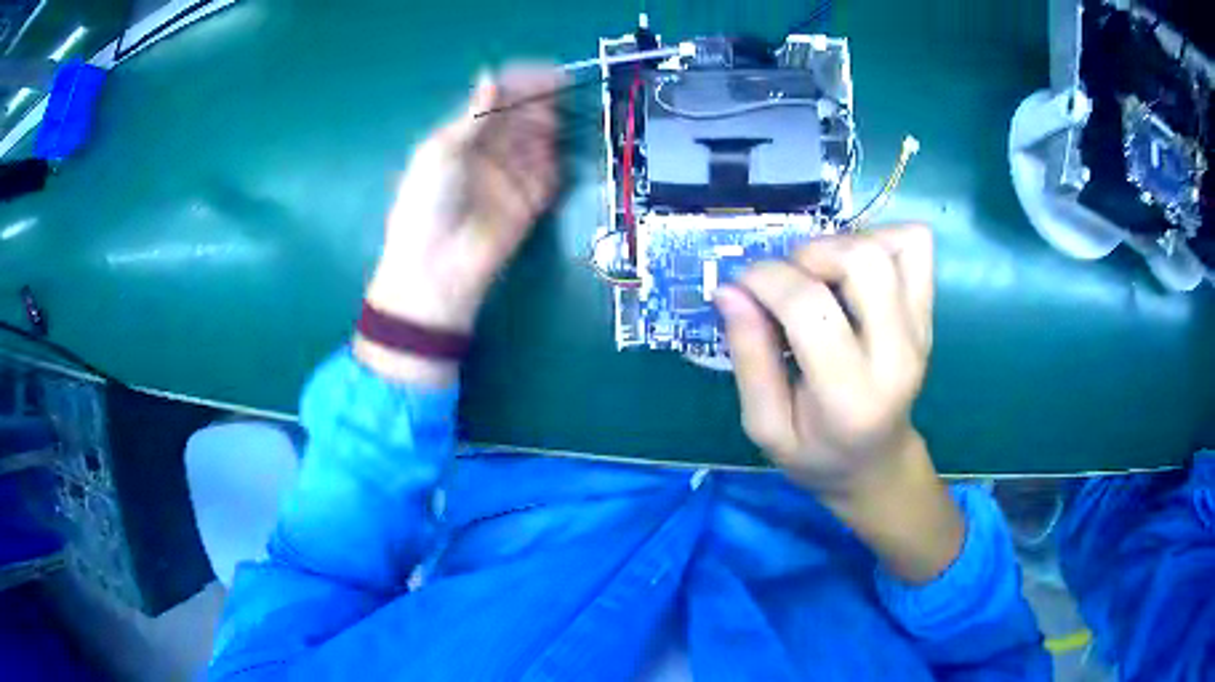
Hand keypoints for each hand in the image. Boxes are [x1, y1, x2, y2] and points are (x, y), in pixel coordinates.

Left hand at [358, 64, 563, 383]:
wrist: (436, 269)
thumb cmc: (427, 204)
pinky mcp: (531, 202)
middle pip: (522, 118)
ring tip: (554, 123)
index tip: (547, 74)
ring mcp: (512, 176)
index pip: (497, 101)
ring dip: (550, 129)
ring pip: (539, 141)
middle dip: (539, 104)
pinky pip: (550, 175)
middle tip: (558, 96)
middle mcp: (489, 152)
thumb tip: (491, 74)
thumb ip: (473, 116)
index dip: (521, 85)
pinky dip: (557, 161)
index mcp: (463, 136)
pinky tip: (558, 152)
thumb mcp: (441, 152)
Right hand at [716, 225, 961, 581]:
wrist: (877, 463)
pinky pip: (915, 245)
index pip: (811, 308)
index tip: (743, 285)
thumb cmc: (817, 454)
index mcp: (850, 396)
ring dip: (841, 244)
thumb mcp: (765, 427)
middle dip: (809, 254)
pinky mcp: (927, 313)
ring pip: (889, 246)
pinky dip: (880, 238)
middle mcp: (896, 356)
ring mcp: (919, 330)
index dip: (767, 280)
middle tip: (787, 280)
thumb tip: (730, 290)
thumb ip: (749, 359)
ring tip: (819, 274)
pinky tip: (854, 268)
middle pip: (862, 262)